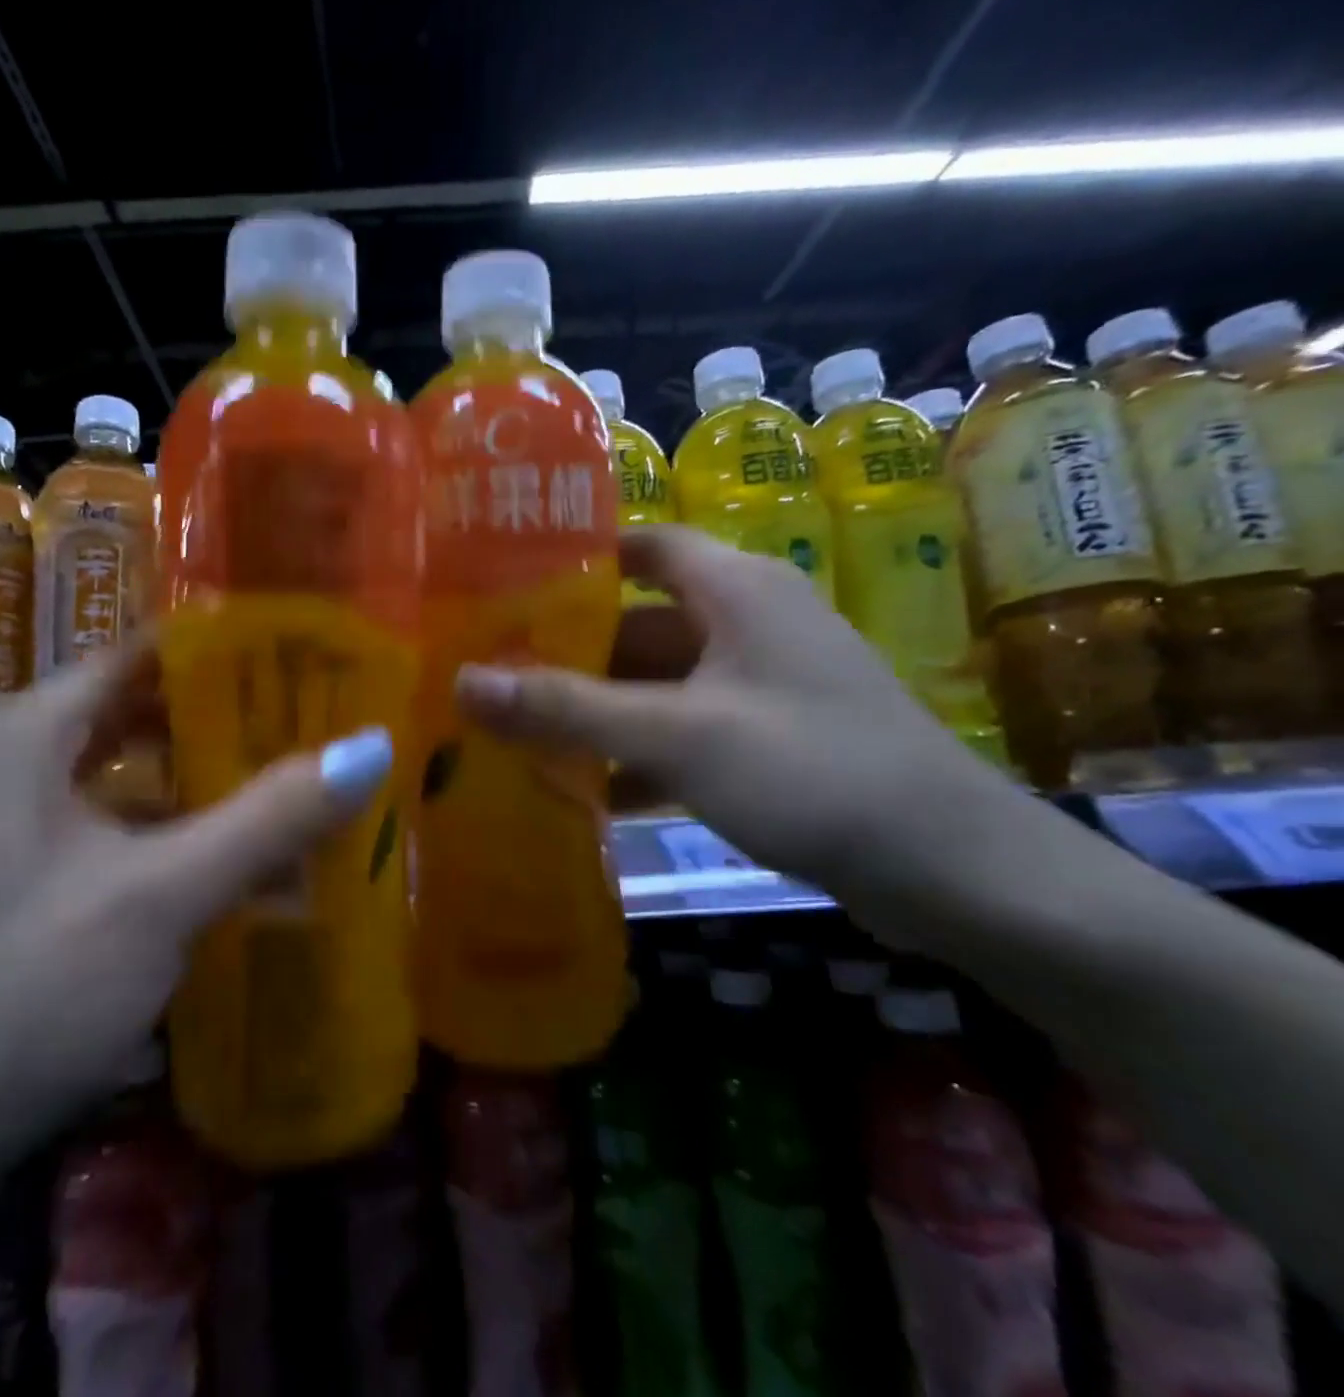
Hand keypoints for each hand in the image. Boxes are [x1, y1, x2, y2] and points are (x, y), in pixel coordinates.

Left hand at [0, 642, 394, 1196]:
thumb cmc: (21, 995)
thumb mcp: (161, 897)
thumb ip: (271, 818)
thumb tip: (374, 746)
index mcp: (23, 731)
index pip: (143, 653)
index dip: (226, 652)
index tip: (306, 662)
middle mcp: (3, 757)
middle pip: (135, 711)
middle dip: (224, 719)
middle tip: (314, 723)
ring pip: (121, 773)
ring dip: (199, 780)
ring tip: (286, 781)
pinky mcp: (4, 876)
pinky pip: (102, 824)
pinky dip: (164, 829)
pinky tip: (222, 856)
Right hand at [456, 524, 1018, 905]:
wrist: (954, 872)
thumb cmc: (814, 772)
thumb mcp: (678, 736)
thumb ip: (567, 710)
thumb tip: (463, 684)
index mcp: (735, 590)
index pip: (641, 544)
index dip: (574, 558)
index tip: (502, 583)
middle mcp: (745, 624)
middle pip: (636, 621)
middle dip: (566, 650)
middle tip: (489, 673)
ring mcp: (756, 686)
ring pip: (654, 683)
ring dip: (594, 709)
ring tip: (514, 731)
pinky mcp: (764, 741)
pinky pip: (679, 731)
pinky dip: (633, 753)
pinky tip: (582, 787)